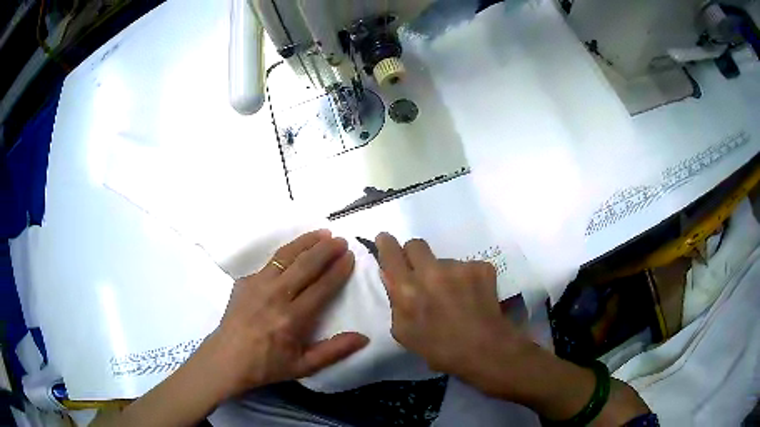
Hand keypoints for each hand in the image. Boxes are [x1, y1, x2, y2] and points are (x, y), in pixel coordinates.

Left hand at [203, 230, 368, 399]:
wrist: (227, 359)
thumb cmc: (267, 365)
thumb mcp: (304, 366)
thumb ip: (334, 351)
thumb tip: (364, 338)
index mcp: (292, 318)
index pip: (322, 286)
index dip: (338, 270)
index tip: (350, 257)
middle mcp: (276, 295)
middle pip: (305, 265)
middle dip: (326, 249)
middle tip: (341, 240)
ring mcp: (257, 284)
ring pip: (286, 256)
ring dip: (306, 242)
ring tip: (322, 233)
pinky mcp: (245, 281)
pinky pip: (270, 263)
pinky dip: (287, 253)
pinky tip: (294, 251)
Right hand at [374, 232, 527, 390]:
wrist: (485, 350)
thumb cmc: (439, 349)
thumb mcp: (404, 332)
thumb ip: (395, 300)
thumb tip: (391, 275)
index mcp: (408, 290)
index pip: (390, 254)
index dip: (386, 244)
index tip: (385, 240)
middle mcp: (431, 272)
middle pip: (416, 244)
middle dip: (414, 255)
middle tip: (421, 272)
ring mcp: (459, 267)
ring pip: (444, 260)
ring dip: (444, 273)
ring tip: (455, 297)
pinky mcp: (481, 267)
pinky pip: (466, 267)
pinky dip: (467, 278)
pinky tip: (472, 297)